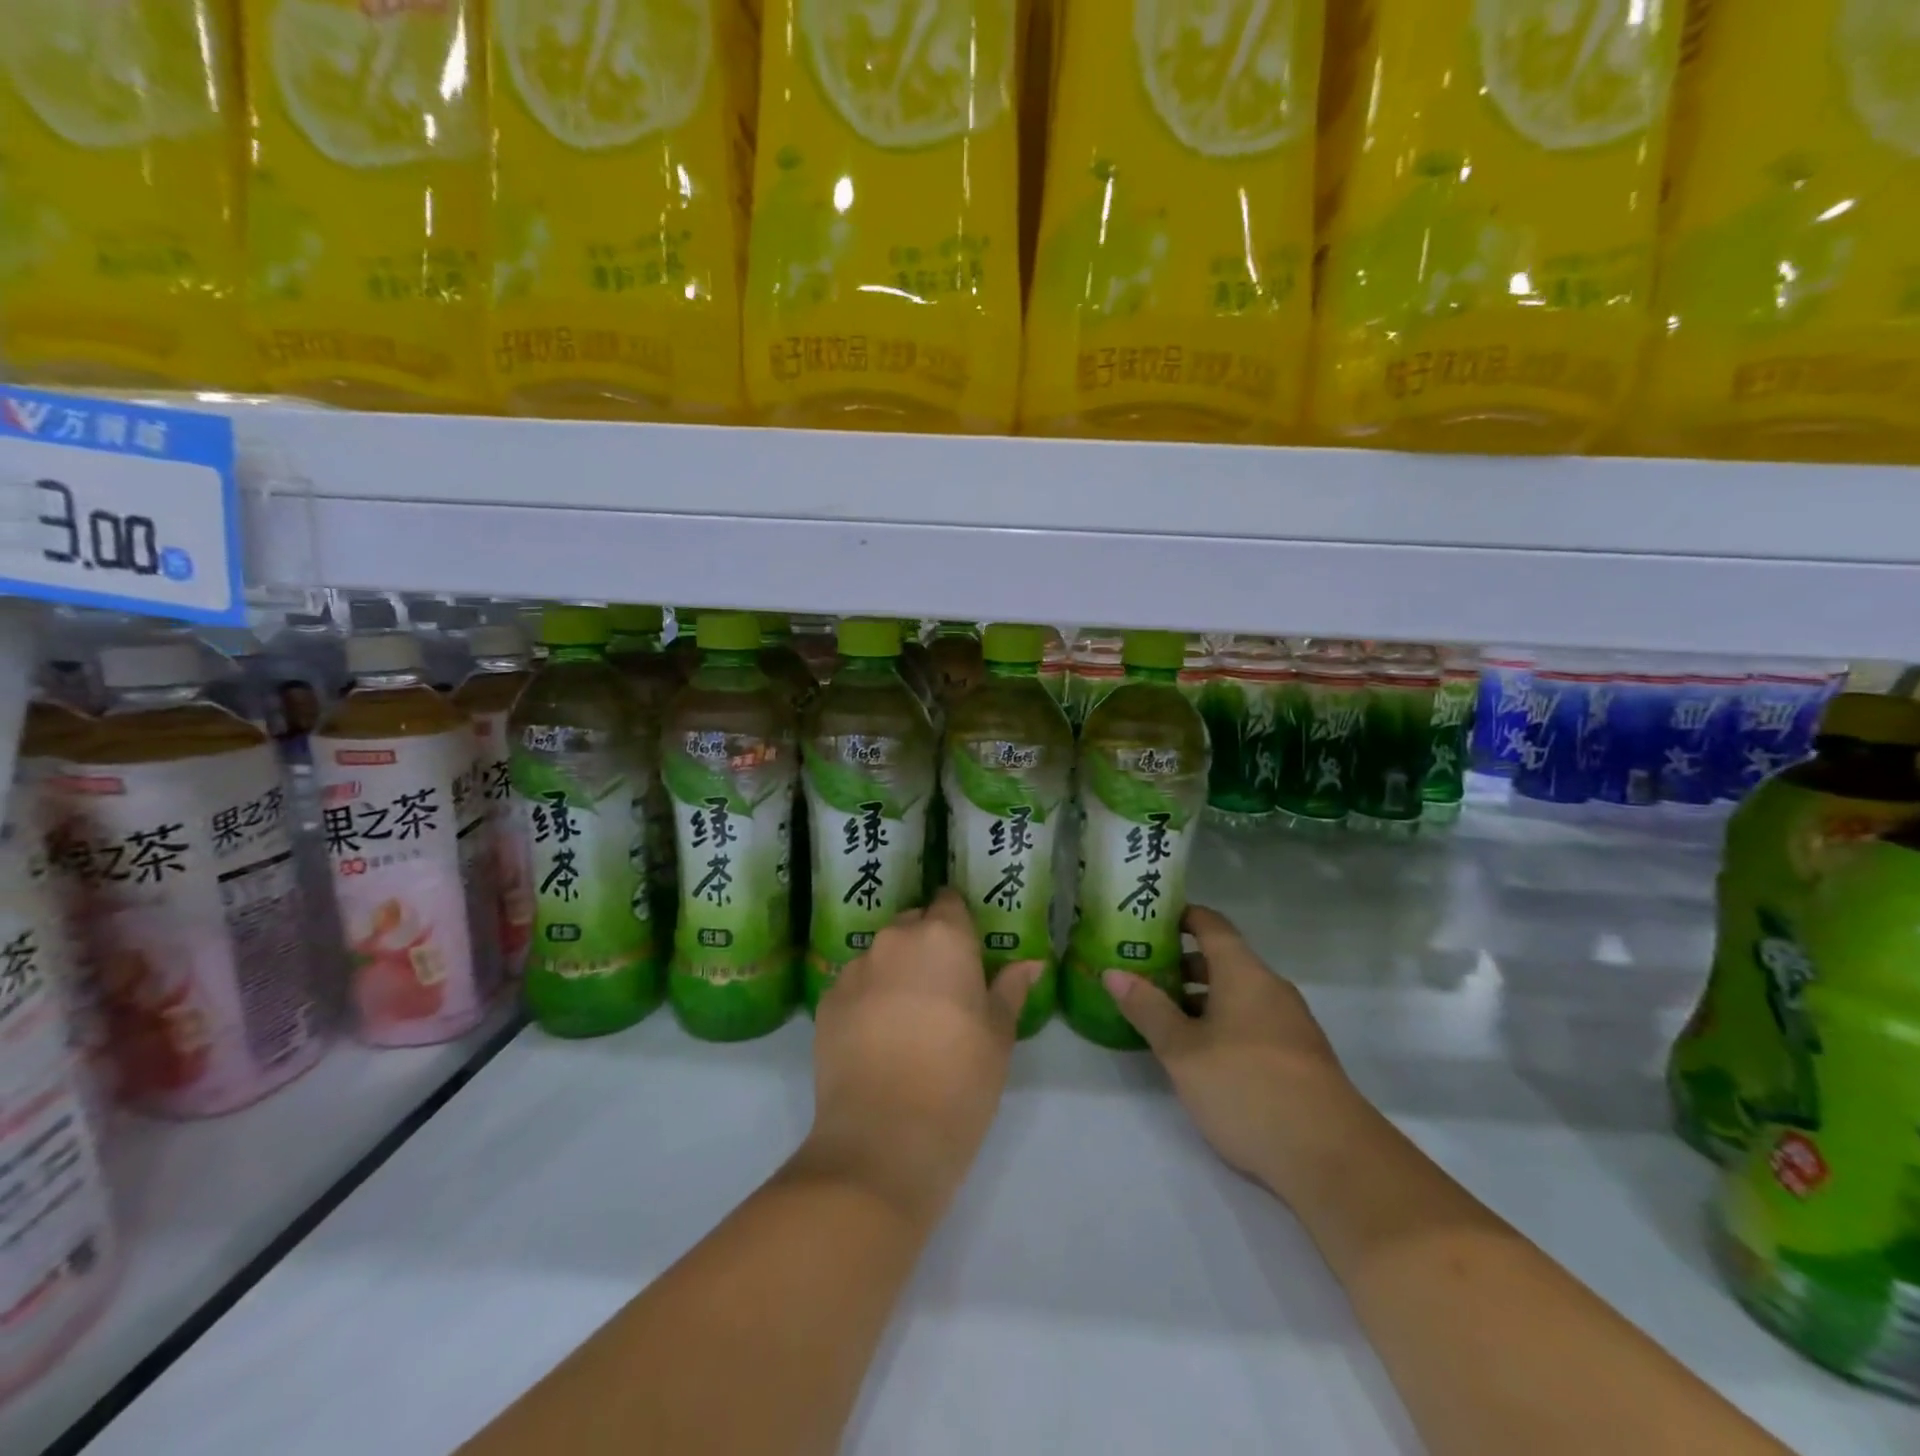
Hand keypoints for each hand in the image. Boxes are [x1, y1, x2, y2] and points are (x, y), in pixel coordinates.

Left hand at [799, 890, 1041, 1222]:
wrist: (883, 1139)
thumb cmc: (959, 1080)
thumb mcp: (999, 1035)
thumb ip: (1010, 989)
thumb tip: (1030, 962)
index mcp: (943, 937)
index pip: (949, 901)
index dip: (959, 920)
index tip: (968, 948)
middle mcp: (894, 940)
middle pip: (913, 925)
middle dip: (927, 945)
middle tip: (944, 989)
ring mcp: (854, 969)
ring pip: (881, 955)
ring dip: (895, 972)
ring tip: (907, 1019)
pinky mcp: (826, 1001)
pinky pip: (854, 985)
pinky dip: (867, 999)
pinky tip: (877, 1039)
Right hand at [1104, 905, 1356, 1199]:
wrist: (1331, 1158)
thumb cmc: (1247, 1087)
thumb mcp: (1183, 1050)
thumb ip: (1147, 1009)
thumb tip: (1113, 972)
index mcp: (1244, 973)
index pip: (1211, 924)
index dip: (1179, 916)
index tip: (1146, 920)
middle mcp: (1270, 988)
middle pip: (1222, 960)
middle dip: (1180, 964)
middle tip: (1140, 973)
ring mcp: (1289, 1024)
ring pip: (1236, 995)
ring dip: (1199, 999)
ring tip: (1160, 1016)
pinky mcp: (1298, 1058)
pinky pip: (1251, 1022)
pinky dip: (1220, 1024)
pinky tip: (1198, 1054)